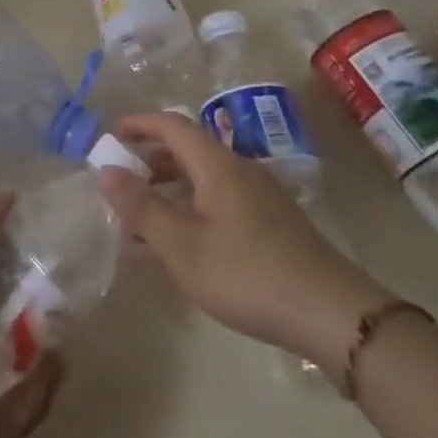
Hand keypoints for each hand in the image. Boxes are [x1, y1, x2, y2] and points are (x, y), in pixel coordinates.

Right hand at [97, 112, 394, 368]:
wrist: (331, 313)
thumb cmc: (246, 273)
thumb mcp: (182, 246)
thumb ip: (141, 208)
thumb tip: (106, 171)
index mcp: (217, 164)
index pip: (172, 125)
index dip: (140, 124)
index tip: (112, 135)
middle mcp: (239, 169)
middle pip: (188, 150)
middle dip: (151, 159)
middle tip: (121, 180)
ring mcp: (260, 196)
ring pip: (204, 178)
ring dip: (170, 189)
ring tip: (141, 217)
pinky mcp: (271, 223)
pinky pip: (219, 200)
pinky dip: (191, 208)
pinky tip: (180, 243)